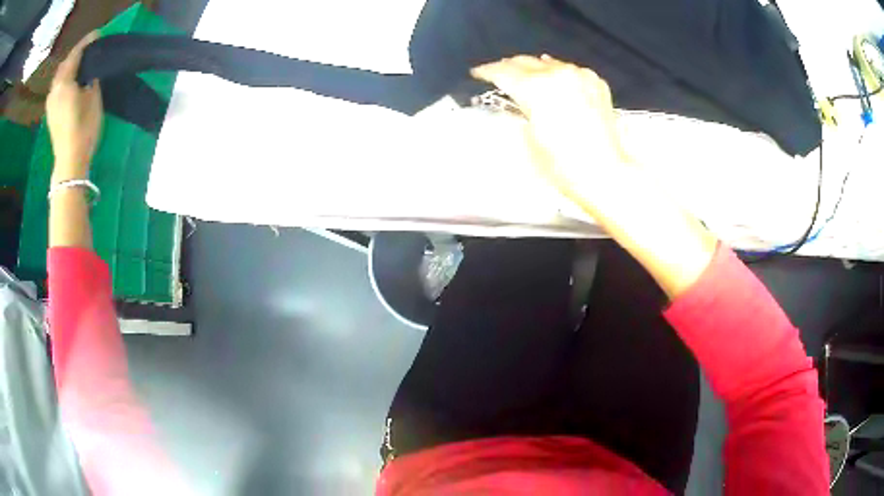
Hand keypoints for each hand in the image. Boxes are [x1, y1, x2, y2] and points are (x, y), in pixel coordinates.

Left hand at [47, 32, 102, 180]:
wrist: (69, 162)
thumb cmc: (83, 128)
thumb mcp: (93, 97)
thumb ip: (91, 78)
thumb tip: (90, 70)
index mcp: (65, 82)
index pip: (76, 54)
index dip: (87, 42)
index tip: (98, 34)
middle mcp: (55, 89)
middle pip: (65, 64)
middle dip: (76, 54)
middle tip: (89, 49)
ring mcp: (50, 102)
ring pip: (59, 76)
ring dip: (69, 67)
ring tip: (80, 64)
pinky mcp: (50, 113)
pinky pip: (56, 87)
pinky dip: (64, 79)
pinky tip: (71, 81)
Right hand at [471, 55, 629, 202]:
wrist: (605, 173)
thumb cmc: (562, 165)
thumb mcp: (529, 139)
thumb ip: (518, 111)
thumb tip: (515, 100)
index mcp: (535, 88)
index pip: (503, 71)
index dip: (487, 72)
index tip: (478, 73)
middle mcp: (556, 73)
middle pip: (525, 62)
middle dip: (508, 67)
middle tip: (498, 73)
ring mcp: (579, 75)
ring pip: (548, 62)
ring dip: (533, 68)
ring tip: (524, 75)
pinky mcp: (596, 82)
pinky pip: (569, 70)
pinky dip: (557, 73)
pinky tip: (554, 79)